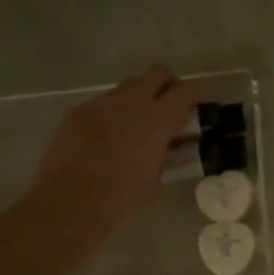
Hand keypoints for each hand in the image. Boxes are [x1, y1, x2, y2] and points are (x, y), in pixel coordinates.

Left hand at [32, 65, 196, 244]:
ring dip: (139, 96)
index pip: (186, 90)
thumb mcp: (156, 178)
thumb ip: (172, 155)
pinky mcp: (79, 111)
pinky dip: (113, 112)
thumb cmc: (121, 197)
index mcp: (158, 119)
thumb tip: (182, 146)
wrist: (71, 201)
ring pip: (129, 85)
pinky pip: (103, 102)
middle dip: (168, 84)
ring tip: (136, 124)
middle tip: (169, 107)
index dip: (198, 91)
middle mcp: (131, 101)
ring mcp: (102, 103)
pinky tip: (107, 137)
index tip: (202, 100)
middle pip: (158, 73)